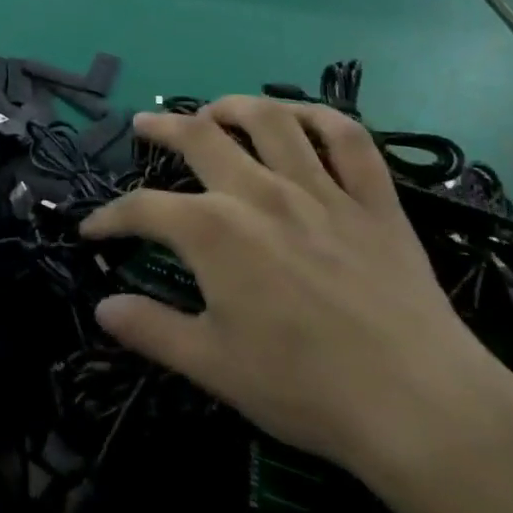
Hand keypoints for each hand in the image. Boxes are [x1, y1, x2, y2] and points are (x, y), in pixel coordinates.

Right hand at [81, 97, 512, 507]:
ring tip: (214, 109)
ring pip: (271, 121)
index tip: (92, 229)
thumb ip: (152, 329)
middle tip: (144, 126)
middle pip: (200, 138)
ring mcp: (320, 190)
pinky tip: (302, 118)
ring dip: (234, 106)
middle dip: (163, 128)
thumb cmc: (305, 388)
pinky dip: (323, 118)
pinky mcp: (373, 201)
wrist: (420, 406)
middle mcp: (260, 192)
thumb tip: (103, 308)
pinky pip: (350, 140)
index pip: (144, 209)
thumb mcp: (213, 365)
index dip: (111, 216)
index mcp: (214, 231)